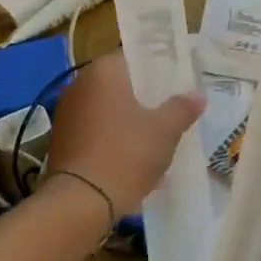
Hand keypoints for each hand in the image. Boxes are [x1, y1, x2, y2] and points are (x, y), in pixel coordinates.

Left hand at [46, 52, 204, 219]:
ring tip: (155, 142)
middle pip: (121, 86)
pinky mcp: (61, 140)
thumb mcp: (165, 130)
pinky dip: (113, 140)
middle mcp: (79, 84)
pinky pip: (95, 132)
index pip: (135, 59)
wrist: (80, 202)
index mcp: (103, 71)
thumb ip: (182, 108)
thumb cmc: (126, 154)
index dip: (158, 72)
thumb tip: (198, 94)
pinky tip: (132, 161)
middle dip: (145, 100)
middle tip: (170, 115)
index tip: (177, 88)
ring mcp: (66, 113)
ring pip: (108, 110)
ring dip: (129, 122)